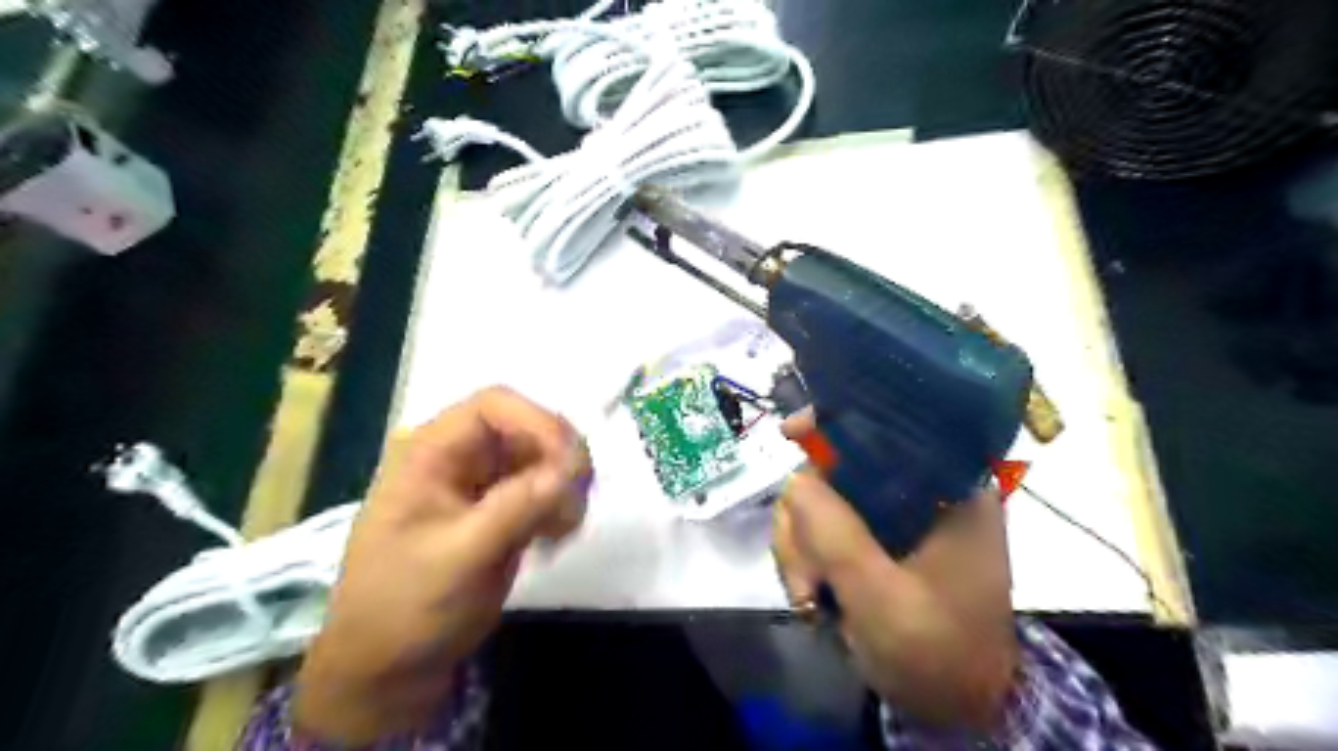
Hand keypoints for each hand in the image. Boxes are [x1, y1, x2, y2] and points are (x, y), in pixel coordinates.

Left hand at [295, 390, 590, 742]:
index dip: (539, 424)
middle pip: (527, 428)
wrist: (387, 670)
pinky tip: (555, 538)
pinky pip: (544, 489)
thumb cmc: (405, 608)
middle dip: (559, 459)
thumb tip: (570, 470)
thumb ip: (516, 508)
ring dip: (565, 486)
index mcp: (431, 452)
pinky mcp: (501, 511)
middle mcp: (459, 457)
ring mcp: (482, 484)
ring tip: (563, 529)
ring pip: (543, 458)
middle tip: (575, 502)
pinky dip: (561, 506)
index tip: (571, 467)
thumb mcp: (460, 557)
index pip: (495, 406)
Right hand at [774, 412, 1015, 733]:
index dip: (836, 420)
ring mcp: (894, 515)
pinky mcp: (874, 537)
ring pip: (820, 498)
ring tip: (809, 594)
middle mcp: (920, 490)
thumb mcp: (886, 600)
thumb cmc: (940, 653)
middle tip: (804, 576)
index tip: (790, 434)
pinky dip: (805, 555)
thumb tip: (794, 481)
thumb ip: (839, 538)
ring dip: (800, 543)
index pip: (891, 425)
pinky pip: (820, 525)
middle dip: (805, 517)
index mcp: (949, 489)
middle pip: (837, 465)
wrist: (960, 708)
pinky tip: (811, 593)